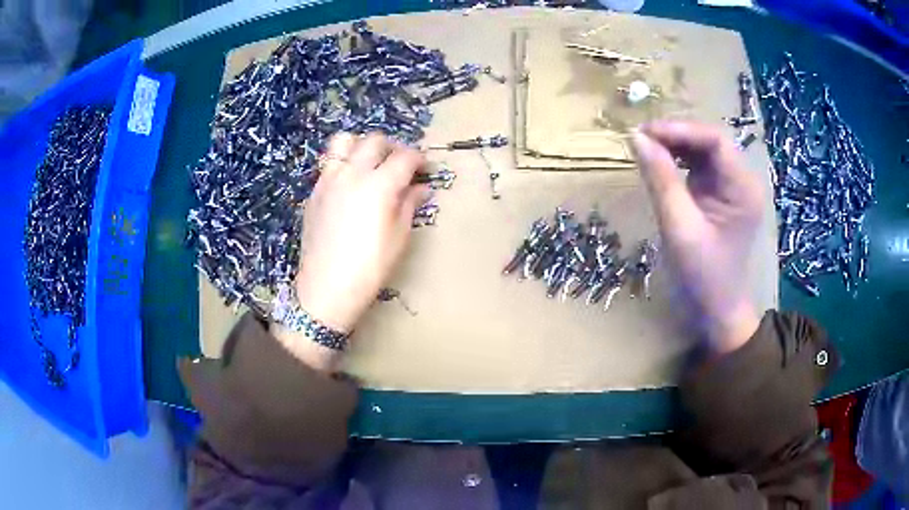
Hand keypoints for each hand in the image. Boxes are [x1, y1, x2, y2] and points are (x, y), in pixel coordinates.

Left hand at [296, 133, 428, 332]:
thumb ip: (409, 205)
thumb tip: (421, 188)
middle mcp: (352, 173)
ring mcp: (328, 180)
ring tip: (370, 163)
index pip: (405, 157)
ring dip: (362, 146)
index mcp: (379, 185)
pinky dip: (343, 164)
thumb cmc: (370, 267)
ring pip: (344, 141)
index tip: (426, 169)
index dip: (420, 159)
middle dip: (393, 147)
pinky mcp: (314, 192)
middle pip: (375, 141)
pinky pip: (329, 164)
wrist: (326, 288)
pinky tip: (349, 186)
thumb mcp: (399, 237)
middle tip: (401, 165)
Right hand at [632, 121, 762, 354]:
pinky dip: (677, 159)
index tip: (644, 133)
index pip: (715, 141)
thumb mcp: (679, 229)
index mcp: (743, 189)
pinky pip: (698, 165)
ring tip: (645, 148)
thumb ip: (661, 181)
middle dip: (675, 135)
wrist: (716, 311)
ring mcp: (731, 186)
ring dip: (674, 144)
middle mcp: (742, 181)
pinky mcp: (719, 194)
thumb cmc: (703, 277)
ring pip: (702, 150)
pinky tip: (659, 163)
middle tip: (640, 139)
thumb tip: (637, 138)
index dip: (680, 130)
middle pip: (709, 141)